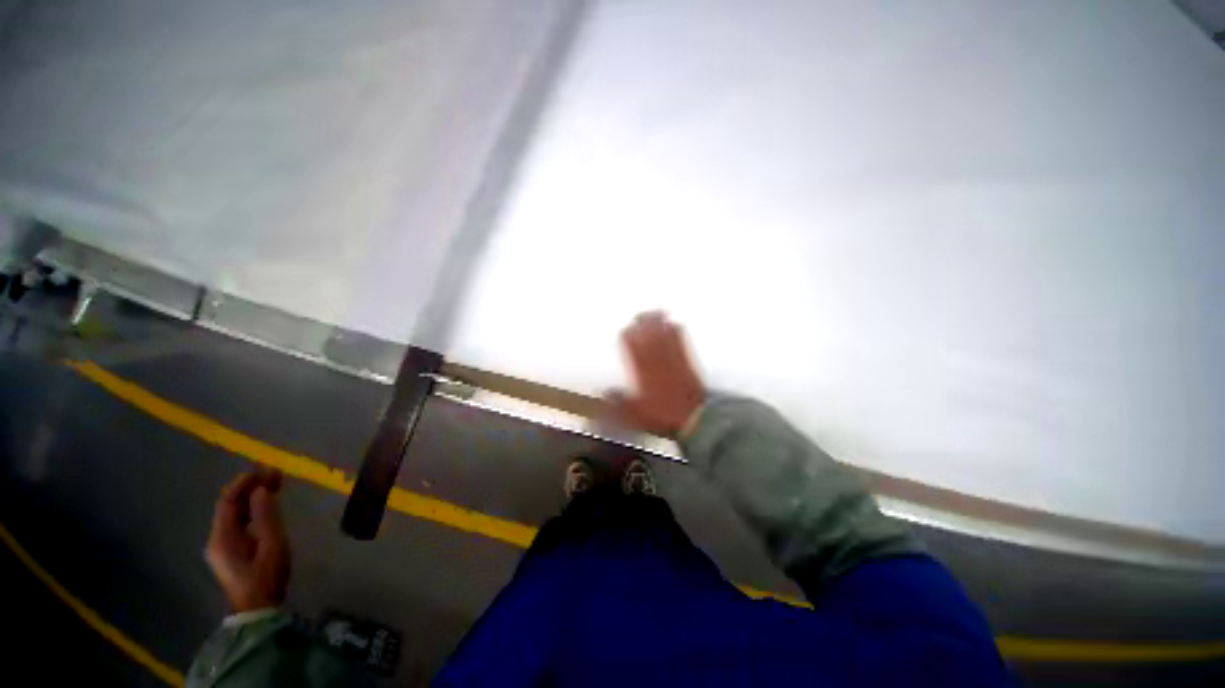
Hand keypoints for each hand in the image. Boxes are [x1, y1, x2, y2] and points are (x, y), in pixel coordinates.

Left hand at [206, 469, 289, 612]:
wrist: (258, 609)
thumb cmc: (266, 576)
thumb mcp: (272, 545)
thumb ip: (266, 516)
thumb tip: (262, 488)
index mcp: (222, 537)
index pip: (228, 501)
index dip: (244, 482)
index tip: (265, 468)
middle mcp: (216, 538)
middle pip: (229, 506)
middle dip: (250, 487)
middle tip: (274, 473)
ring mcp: (221, 546)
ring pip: (234, 514)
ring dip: (251, 497)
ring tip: (273, 484)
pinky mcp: (230, 552)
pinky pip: (238, 522)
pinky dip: (251, 509)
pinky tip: (265, 505)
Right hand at [608, 312, 706, 437]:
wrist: (694, 418)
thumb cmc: (664, 416)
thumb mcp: (635, 415)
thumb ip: (619, 402)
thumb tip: (607, 392)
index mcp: (643, 372)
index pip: (633, 347)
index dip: (629, 336)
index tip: (626, 330)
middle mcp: (658, 362)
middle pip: (649, 336)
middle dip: (644, 323)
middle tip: (640, 315)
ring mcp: (674, 360)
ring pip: (664, 335)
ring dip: (660, 323)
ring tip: (656, 313)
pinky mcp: (687, 362)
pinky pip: (681, 341)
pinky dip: (677, 330)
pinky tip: (676, 324)